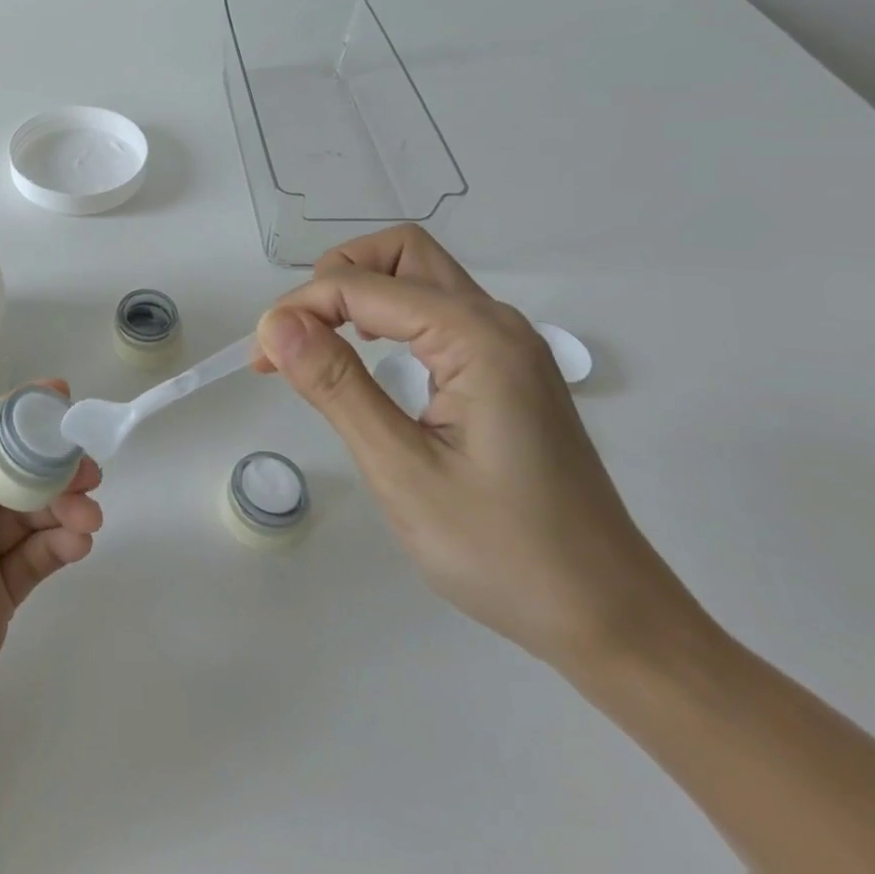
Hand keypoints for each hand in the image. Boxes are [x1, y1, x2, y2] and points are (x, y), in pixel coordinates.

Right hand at [255, 226, 701, 672]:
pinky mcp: (506, 371)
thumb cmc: (505, 553)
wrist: (613, 621)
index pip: (362, 285)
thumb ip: (336, 386)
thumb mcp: (402, 471)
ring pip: (418, 277)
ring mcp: (507, 345)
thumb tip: (276, 323)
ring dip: (359, 294)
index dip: (300, 309)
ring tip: (319, 346)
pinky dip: (386, 318)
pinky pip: (434, 313)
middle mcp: (496, 323)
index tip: (261, 358)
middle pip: (400, 253)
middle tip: (298, 334)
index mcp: (476, 338)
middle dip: (335, 277)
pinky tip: (368, 359)